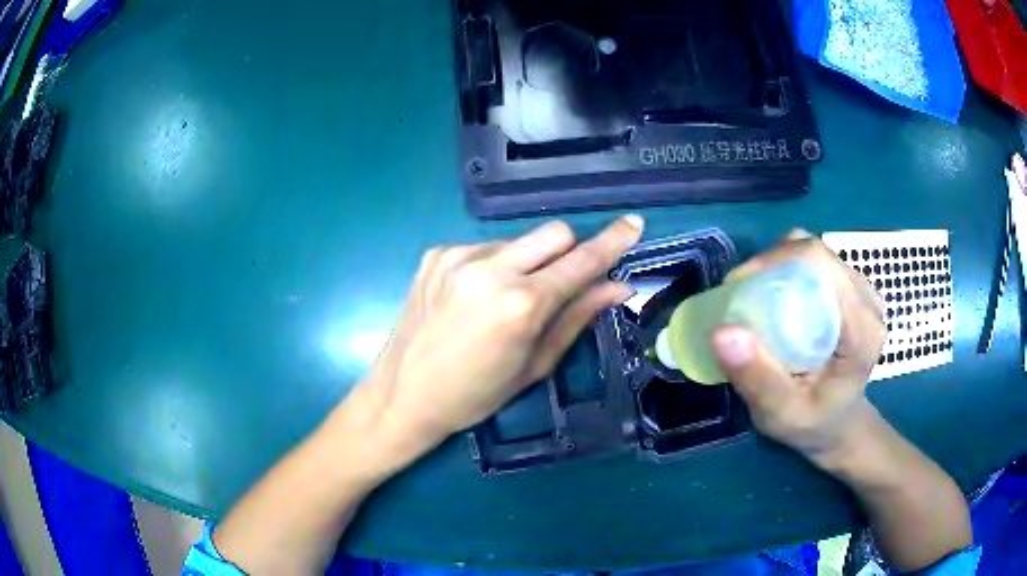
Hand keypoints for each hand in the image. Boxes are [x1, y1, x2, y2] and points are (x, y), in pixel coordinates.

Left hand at [352, 216, 643, 457]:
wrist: (402, 395)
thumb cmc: (475, 395)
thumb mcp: (534, 365)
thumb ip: (577, 318)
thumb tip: (618, 287)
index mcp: (520, 304)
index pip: (581, 261)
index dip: (612, 242)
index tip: (633, 224)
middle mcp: (489, 269)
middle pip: (554, 233)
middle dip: (568, 253)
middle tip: (559, 285)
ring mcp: (457, 256)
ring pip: (518, 240)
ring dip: (527, 262)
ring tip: (506, 300)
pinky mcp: (436, 254)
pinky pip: (484, 247)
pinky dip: (494, 266)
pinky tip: (476, 297)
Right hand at [710, 230, 886, 464]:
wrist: (838, 425)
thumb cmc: (813, 425)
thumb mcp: (781, 414)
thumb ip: (757, 378)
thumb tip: (722, 330)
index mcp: (862, 329)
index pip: (820, 265)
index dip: (774, 261)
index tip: (737, 287)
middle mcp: (868, 300)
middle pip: (816, 255)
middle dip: (771, 264)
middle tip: (740, 296)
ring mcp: (862, 292)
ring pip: (814, 255)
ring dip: (778, 267)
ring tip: (755, 297)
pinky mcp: (851, 290)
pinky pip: (816, 264)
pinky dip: (788, 272)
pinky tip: (776, 298)